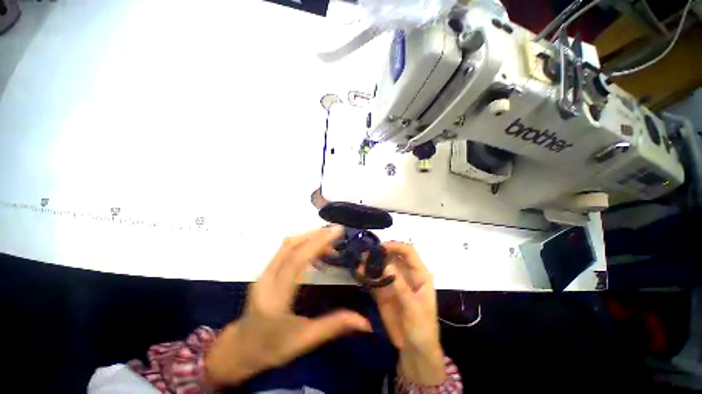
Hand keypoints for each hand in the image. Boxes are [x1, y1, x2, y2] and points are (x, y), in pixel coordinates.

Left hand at [204, 226, 371, 387]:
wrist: (240, 348)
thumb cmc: (271, 348)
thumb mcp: (304, 341)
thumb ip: (334, 326)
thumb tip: (365, 322)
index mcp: (276, 297)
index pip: (297, 260)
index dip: (318, 242)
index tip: (337, 231)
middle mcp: (267, 279)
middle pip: (291, 246)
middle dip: (316, 235)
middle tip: (337, 232)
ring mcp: (264, 272)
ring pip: (288, 244)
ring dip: (309, 237)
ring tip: (330, 242)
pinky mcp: (266, 270)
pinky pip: (286, 249)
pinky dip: (303, 243)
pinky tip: (316, 251)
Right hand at [373, 242, 445, 385]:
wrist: (414, 351)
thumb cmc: (422, 328)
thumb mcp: (414, 308)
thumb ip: (401, 286)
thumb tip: (387, 264)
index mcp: (419, 274)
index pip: (408, 252)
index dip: (396, 246)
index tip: (380, 247)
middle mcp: (406, 274)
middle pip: (393, 255)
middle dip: (380, 251)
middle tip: (366, 251)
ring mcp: (393, 282)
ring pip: (382, 265)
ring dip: (371, 261)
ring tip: (360, 261)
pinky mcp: (383, 291)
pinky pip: (374, 278)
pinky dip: (366, 274)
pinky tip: (359, 272)